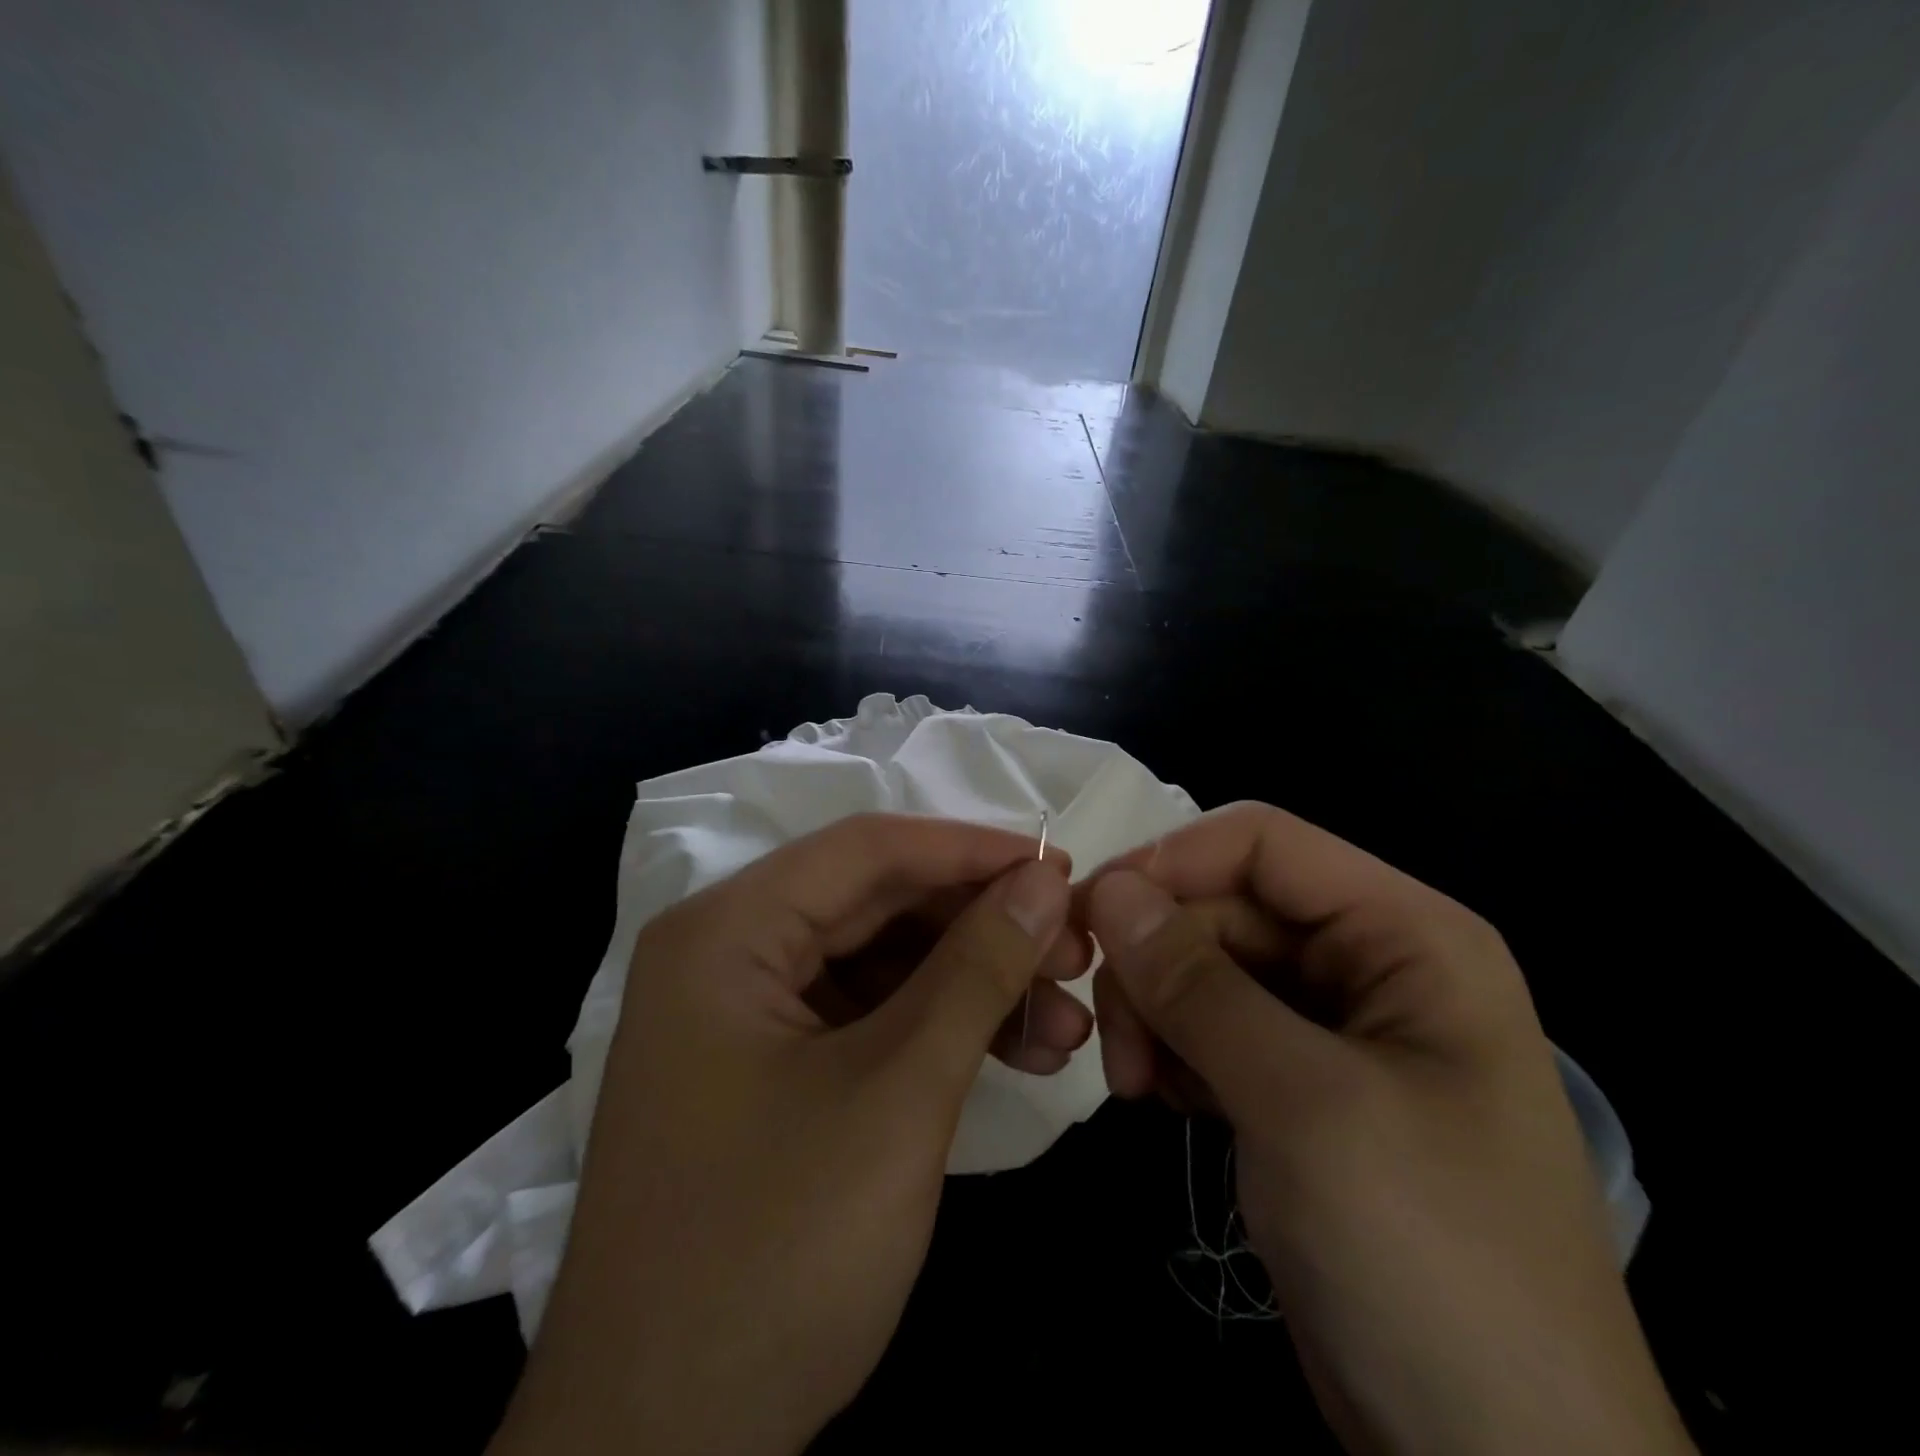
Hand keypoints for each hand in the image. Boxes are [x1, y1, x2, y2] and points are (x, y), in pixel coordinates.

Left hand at [491, 814, 1086, 1455]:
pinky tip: (1019, 1052)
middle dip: (982, 925)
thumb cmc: (772, 1255)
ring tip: (1066, 1023)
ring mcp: (747, 1014)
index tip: (1061, 868)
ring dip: (975, 983)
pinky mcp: (771, 1068)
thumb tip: (1044, 883)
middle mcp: (729, 952)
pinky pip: (869, 1016)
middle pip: (878, 903)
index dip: (971, 850)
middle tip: (1076, 953)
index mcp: (728, 931)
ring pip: (883, 961)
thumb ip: (976, 970)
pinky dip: (941, 1028)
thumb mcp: (896, 1094)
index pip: (868, 850)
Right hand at [1080, 802, 1693, 1455]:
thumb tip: (1106, 889)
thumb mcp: (1303, 1104)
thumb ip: (1197, 985)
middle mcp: (1369, 964)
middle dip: (1154, 958)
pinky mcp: (1297, 1087)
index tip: (1091, 915)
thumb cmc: (1430, 1261)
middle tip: (1110, 1039)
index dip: (1170, 861)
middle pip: (1224, 908)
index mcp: (1405, 934)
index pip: (1262, 844)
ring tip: (1130, 1083)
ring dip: (1154, 1009)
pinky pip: (1210, 1028)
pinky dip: (1171, 1050)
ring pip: (1206, 967)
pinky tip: (1159, 1099)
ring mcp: (1331, 1030)